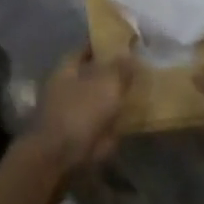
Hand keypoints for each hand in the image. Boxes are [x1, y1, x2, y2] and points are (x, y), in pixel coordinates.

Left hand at [23, 49, 134, 175]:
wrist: (59, 159)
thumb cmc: (79, 113)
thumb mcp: (106, 84)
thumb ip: (120, 68)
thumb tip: (130, 54)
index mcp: (68, 67)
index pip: (88, 47)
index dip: (107, 44)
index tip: (130, 44)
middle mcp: (68, 86)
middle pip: (95, 74)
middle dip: (115, 73)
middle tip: (143, 70)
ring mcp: (73, 112)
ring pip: (100, 99)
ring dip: (116, 98)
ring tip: (144, 93)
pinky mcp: (80, 136)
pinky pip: (104, 123)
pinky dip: (117, 121)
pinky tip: (136, 119)